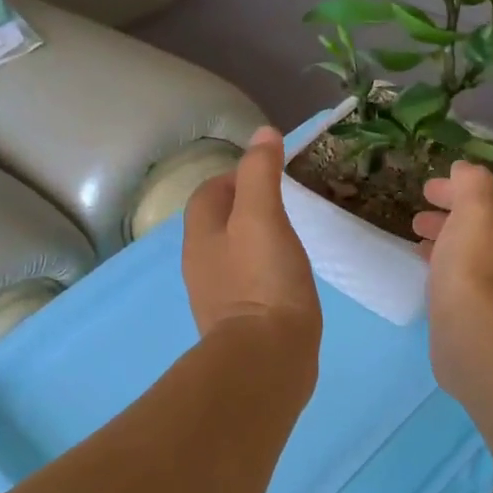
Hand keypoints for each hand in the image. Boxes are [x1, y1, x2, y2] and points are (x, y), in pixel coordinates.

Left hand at [182, 128, 321, 357]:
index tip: (272, 173)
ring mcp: (219, 295)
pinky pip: (249, 282)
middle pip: (219, 221)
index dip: (237, 175)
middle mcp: (202, 263)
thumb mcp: (263, 217)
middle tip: (287, 202)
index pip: (211, 190)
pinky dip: (265, 270)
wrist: (267, 358)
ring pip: (234, 252)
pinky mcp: (240, 321)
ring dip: (256, 239)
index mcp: (201, 235)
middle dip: (247, 206)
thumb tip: (263, 134)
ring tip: (291, 235)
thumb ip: (260, 173)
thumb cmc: (263, 280)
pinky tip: (288, 276)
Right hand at [412, 162, 492, 326]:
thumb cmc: (472, 260)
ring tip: (416, 242)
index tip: (427, 190)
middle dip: (448, 217)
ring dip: (443, 242)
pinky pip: (458, 278)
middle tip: (418, 218)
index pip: (485, 200)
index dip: (457, 190)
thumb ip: (472, 182)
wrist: (473, 327)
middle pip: (476, 227)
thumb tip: (464, 170)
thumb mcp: (476, 206)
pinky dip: (442, 267)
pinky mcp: (476, 311)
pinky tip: (426, 272)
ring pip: (466, 253)